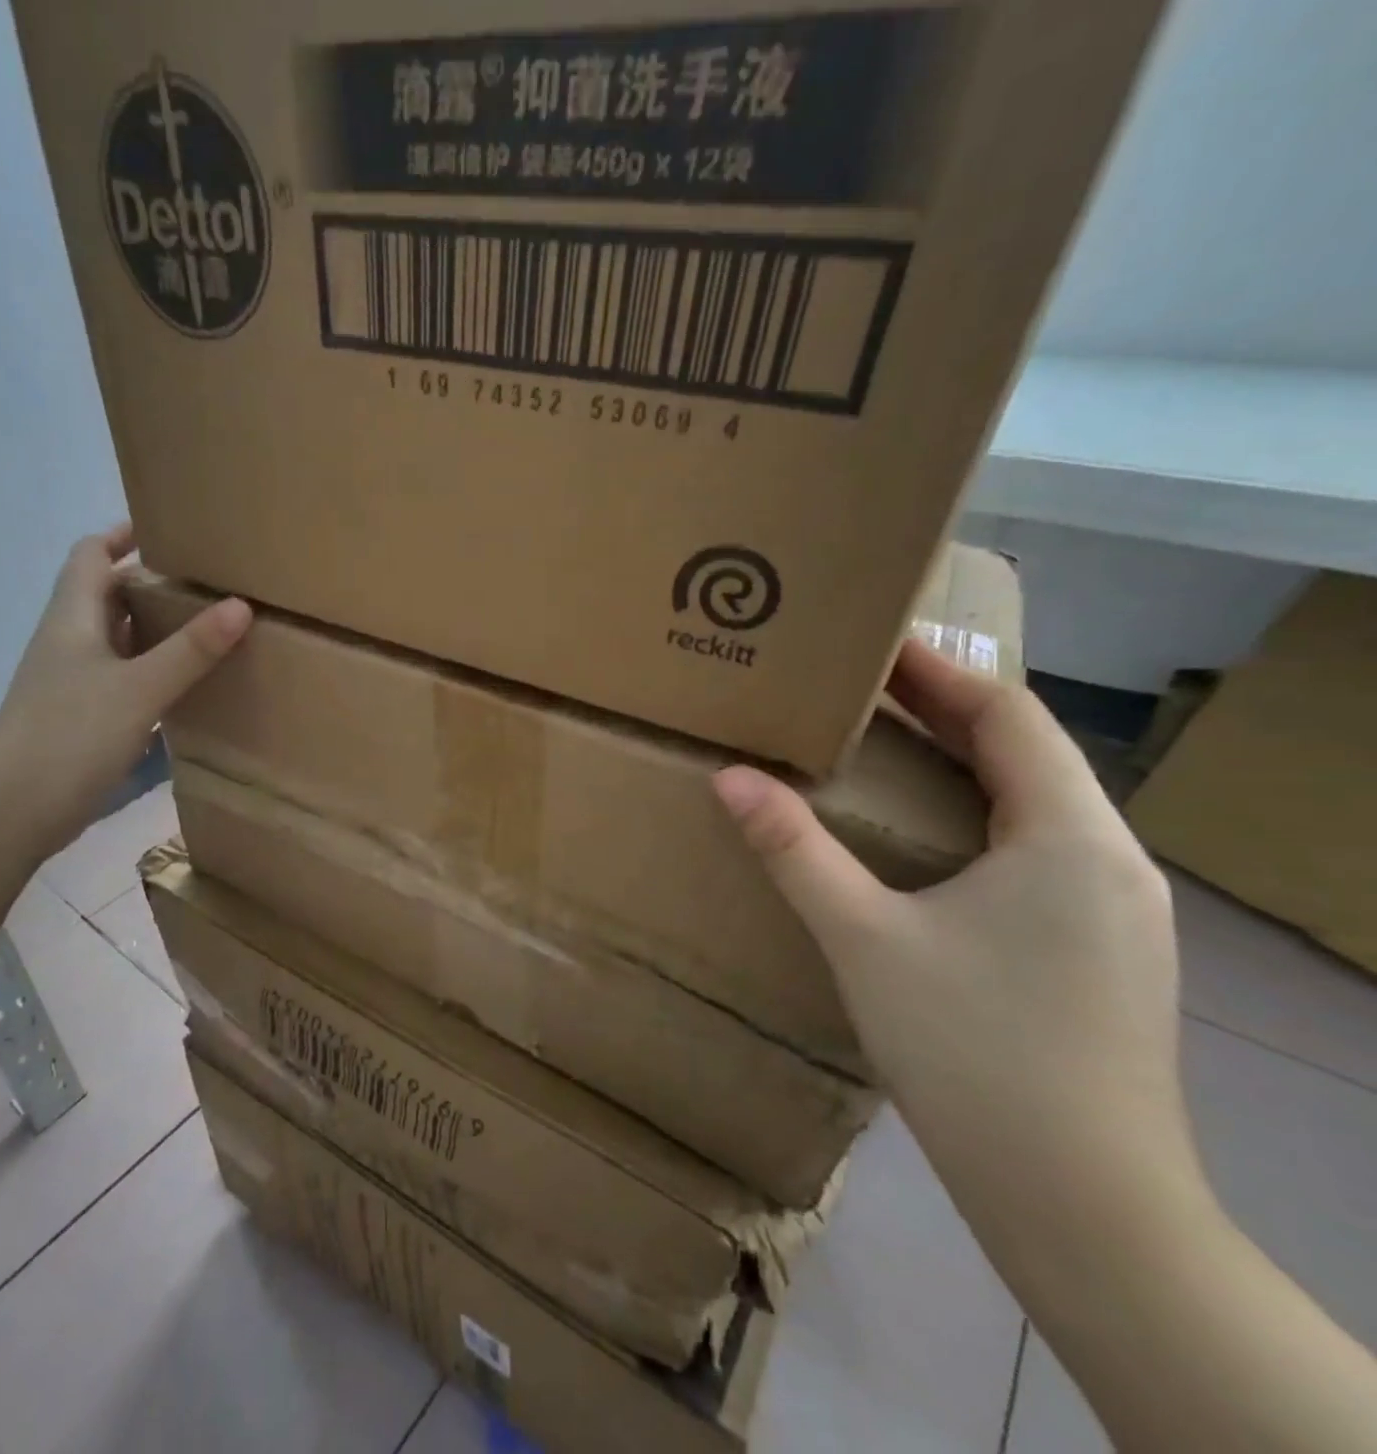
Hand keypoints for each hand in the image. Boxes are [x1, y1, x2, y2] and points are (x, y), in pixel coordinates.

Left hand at [0, 526, 250, 862]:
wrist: (14, 810)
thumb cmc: (71, 735)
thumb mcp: (140, 688)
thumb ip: (191, 650)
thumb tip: (240, 605)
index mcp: (72, 618)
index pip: (91, 555)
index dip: (123, 537)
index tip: (169, 533)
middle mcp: (68, 642)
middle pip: (106, 595)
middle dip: (149, 584)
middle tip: (204, 584)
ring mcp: (71, 682)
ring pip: (116, 639)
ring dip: (152, 629)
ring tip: (204, 628)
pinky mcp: (79, 717)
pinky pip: (120, 677)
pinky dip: (149, 670)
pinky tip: (181, 685)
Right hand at [713, 641, 1199, 1204]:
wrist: (1084, 1202)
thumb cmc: (973, 1051)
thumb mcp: (865, 938)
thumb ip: (794, 850)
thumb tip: (730, 778)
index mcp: (1069, 837)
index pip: (1010, 715)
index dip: (941, 672)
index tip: (874, 647)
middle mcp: (1112, 859)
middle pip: (1030, 752)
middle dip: (948, 710)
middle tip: (864, 689)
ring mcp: (1119, 910)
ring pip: (1038, 801)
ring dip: (966, 762)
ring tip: (890, 746)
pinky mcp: (1105, 949)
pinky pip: (1040, 847)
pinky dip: (981, 813)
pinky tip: (931, 839)